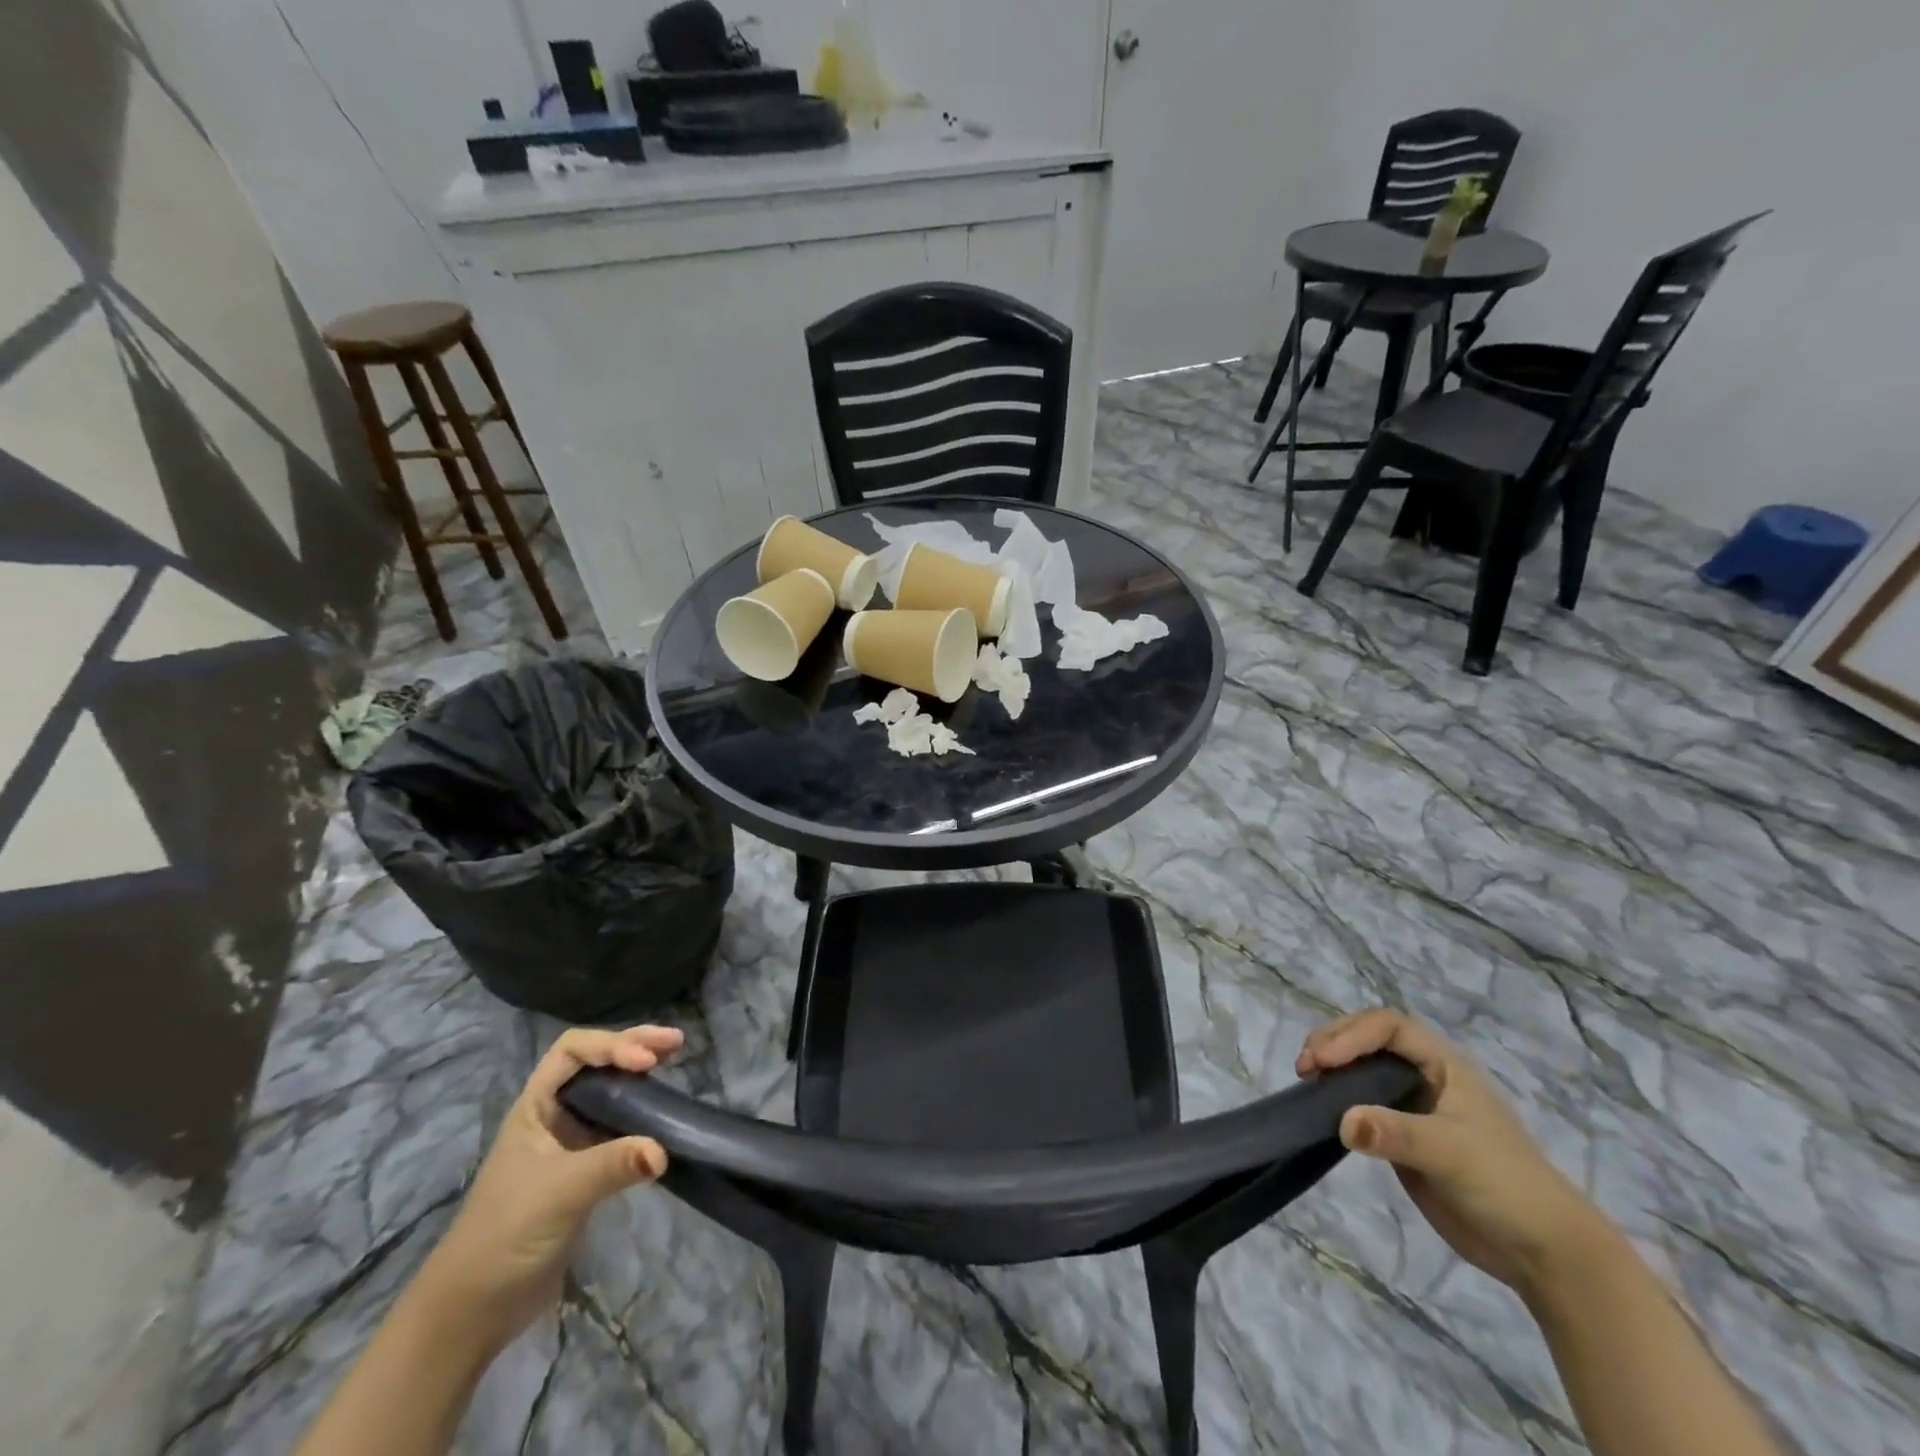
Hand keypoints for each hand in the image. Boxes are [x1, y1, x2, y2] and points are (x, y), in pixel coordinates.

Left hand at [412, 1025, 682, 1349]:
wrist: (472, 1311)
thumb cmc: (505, 1235)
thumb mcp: (559, 1193)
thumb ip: (612, 1165)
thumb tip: (664, 1151)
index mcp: (535, 1107)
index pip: (573, 1051)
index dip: (612, 1045)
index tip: (647, 1062)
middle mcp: (552, 1117)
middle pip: (595, 1064)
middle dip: (633, 1046)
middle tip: (675, 1042)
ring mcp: (568, 1145)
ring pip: (608, 1094)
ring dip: (639, 1078)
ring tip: (673, 1065)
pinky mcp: (584, 1173)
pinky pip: (618, 1129)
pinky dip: (641, 1116)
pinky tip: (662, 1119)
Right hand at [1297, 1008, 1608, 1298]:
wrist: (1544, 1253)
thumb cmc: (1506, 1186)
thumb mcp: (1451, 1153)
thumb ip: (1396, 1134)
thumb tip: (1343, 1121)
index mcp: (1444, 1065)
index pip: (1388, 1026)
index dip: (1352, 1035)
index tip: (1324, 1061)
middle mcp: (1426, 1076)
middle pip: (1369, 1038)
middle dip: (1334, 1042)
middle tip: (1306, 1066)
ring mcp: (1413, 1107)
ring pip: (1363, 1068)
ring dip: (1332, 1066)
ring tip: (1306, 1080)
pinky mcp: (1403, 1138)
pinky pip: (1362, 1105)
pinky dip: (1338, 1099)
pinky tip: (1322, 1109)